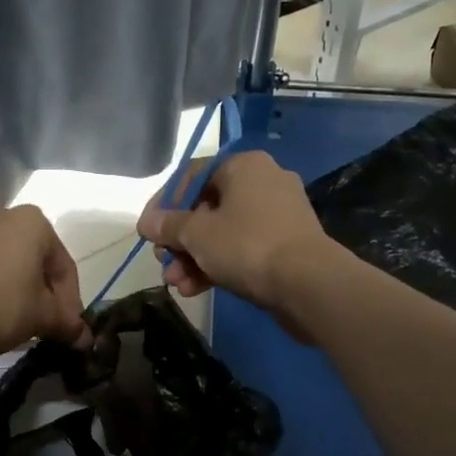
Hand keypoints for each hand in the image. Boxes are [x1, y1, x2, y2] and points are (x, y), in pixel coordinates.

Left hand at [0, 204, 88, 364]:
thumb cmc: (0, 308)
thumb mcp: (42, 318)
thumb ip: (66, 323)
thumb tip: (85, 339)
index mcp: (31, 221)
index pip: (62, 264)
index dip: (70, 300)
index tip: (67, 328)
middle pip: (30, 256)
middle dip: (39, 289)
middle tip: (40, 323)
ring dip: (8, 284)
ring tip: (7, 319)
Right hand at [136, 150, 343, 323]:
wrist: (308, 284)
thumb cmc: (247, 245)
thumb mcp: (197, 234)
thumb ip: (168, 225)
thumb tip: (147, 222)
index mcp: (243, 166)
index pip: (192, 176)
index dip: (164, 204)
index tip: (148, 231)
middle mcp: (263, 182)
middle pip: (206, 208)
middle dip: (180, 241)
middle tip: (164, 263)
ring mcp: (278, 215)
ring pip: (223, 233)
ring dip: (195, 259)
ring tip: (178, 284)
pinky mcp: (287, 245)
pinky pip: (243, 249)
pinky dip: (219, 265)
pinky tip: (197, 289)